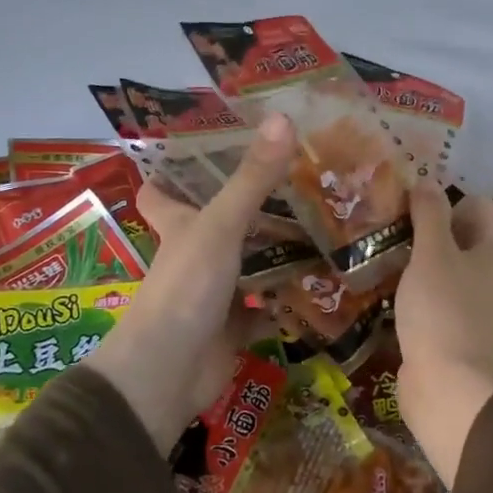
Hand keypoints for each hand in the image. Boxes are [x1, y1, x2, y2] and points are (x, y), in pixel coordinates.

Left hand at [84, 115, 295, 455]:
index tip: (212, 147)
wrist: (168, 374)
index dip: (177, 170)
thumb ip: (252, 179)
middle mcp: (195, 256)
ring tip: (328, 225)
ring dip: (281, 253)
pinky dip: (292, 300)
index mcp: (179, 226)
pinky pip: (269, 308)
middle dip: (256, 208)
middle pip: (222, 225)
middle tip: (302, 181)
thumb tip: (284, 117)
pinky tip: (327, 284)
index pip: (163, 191)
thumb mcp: (219, 227)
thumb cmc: (185, 289)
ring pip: (251, 266)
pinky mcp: (236, 328)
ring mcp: (215, 294)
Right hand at [394, 187, 492, 485]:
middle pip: (460, 234)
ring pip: (445, 265)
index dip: (443, 199)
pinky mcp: (455, 326)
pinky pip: (436, 293)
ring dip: (417, 259)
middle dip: (426, 228)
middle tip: (389, 227)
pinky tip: (388, 287)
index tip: (406, 207)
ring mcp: (475, 302)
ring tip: (382, 254)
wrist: (447, 384)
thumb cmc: (443, 310)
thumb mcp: (433, 253)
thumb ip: (429, 214)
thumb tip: (426, 182)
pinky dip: (416, 287)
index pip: (475, 204)